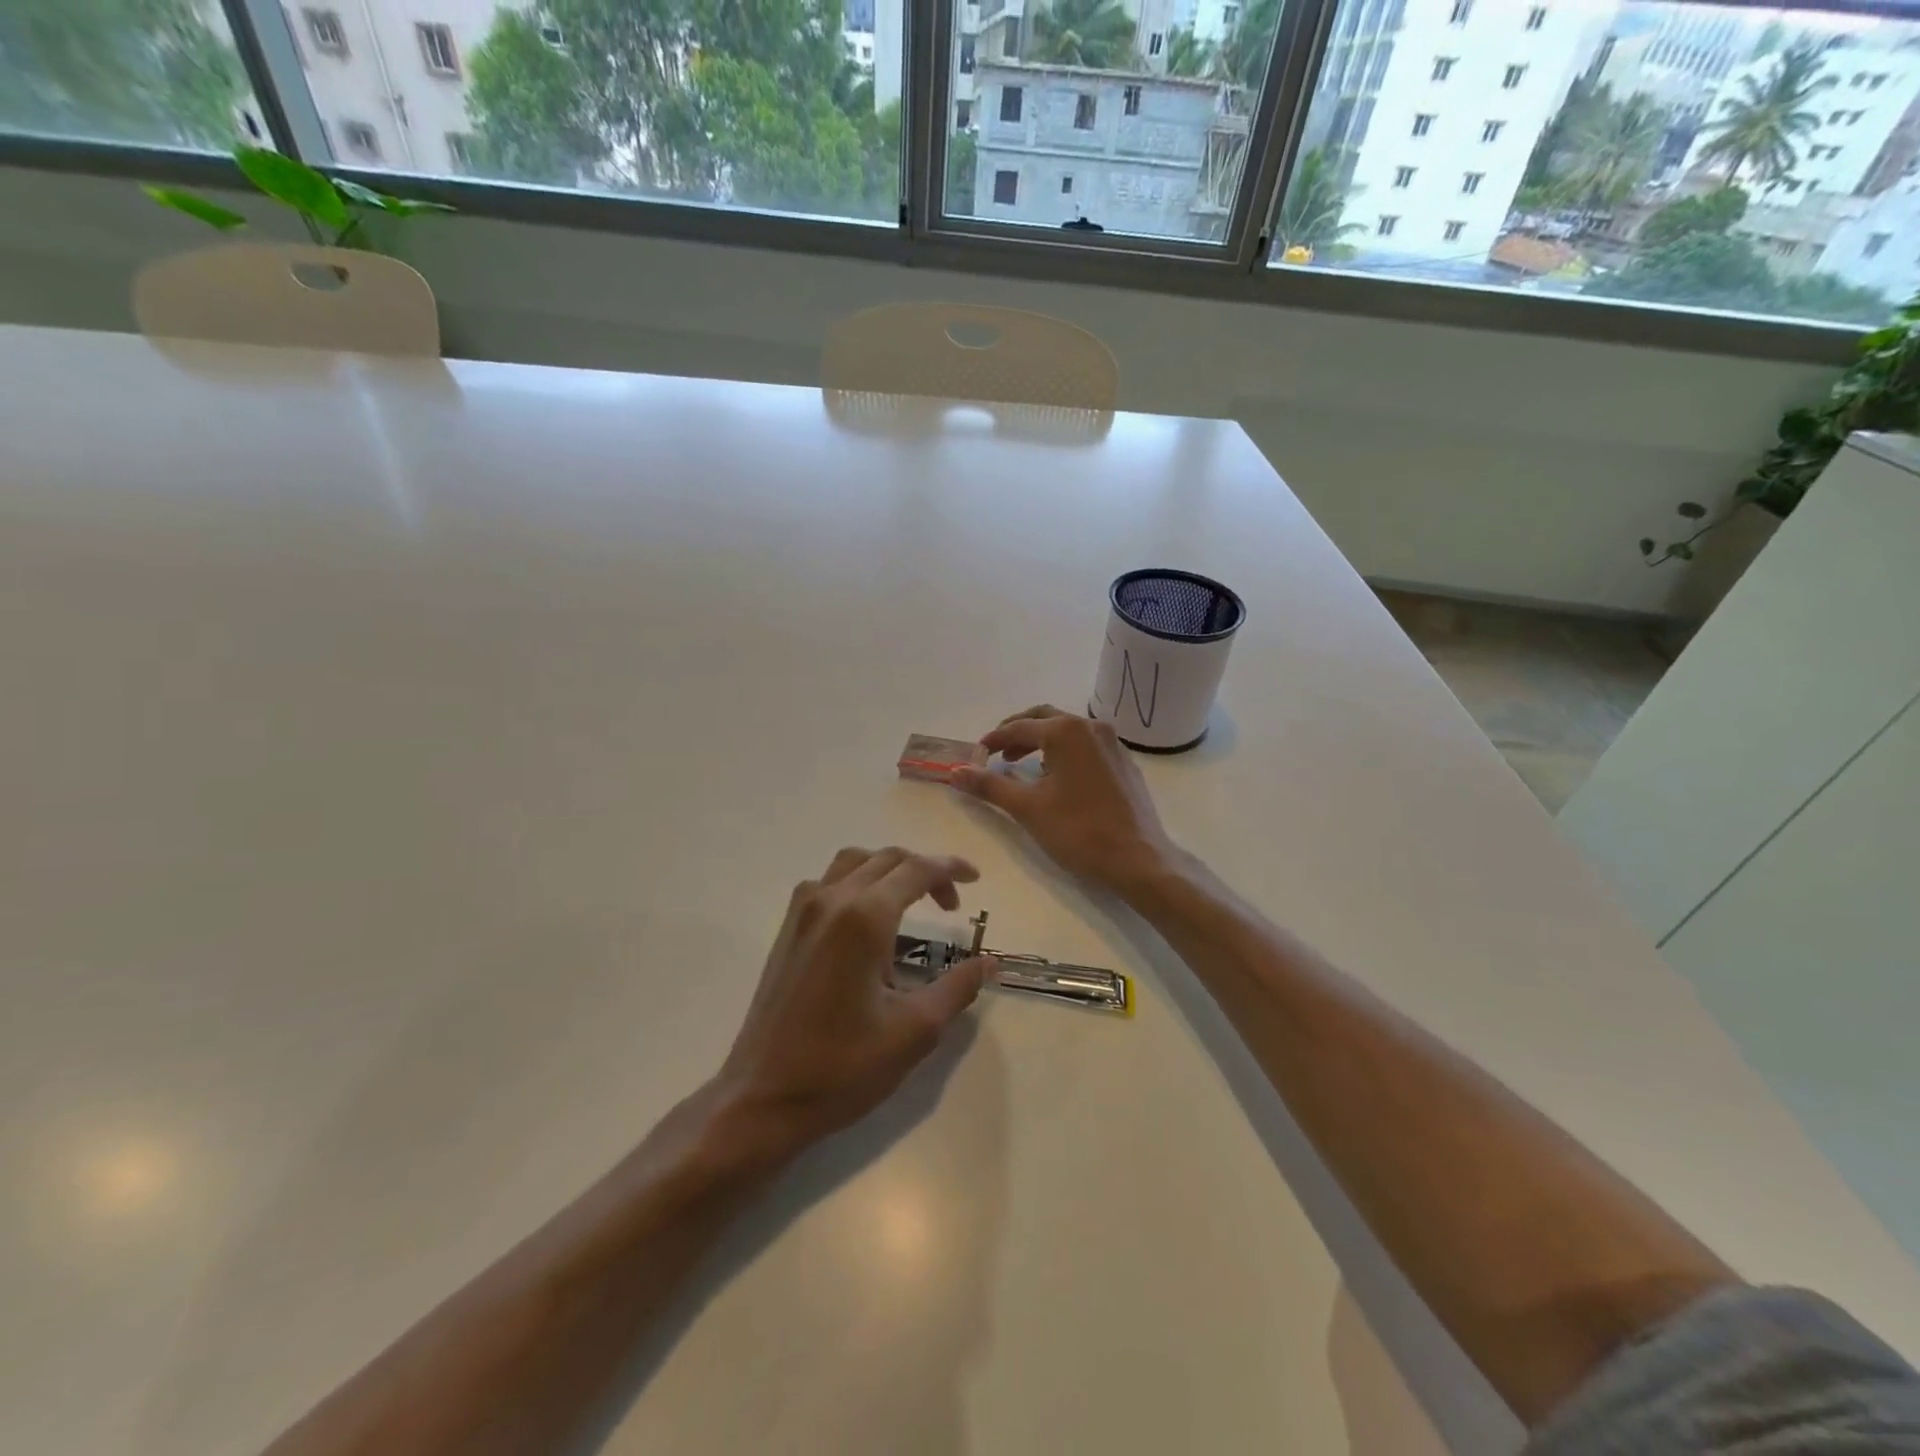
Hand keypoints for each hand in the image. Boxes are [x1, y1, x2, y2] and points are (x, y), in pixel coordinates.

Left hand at [715, 847, 990, 1152]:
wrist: (763, 1097)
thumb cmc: (843, 1066)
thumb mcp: (915, 1031)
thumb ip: (958, 987)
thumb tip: (989, 962)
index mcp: (864, 917)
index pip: (917, 870)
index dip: (950, 869)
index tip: (975, 879)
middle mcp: (831, 900)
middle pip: (886, 859)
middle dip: (925, 871)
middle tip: (950, 905)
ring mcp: (803, 912)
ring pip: (854, 862)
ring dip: (888, 870)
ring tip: (911, 902)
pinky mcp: (788, 929)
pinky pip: (828, 882)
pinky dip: (858, 881)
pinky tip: (868, 922)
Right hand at [951, 706, 1175, 896]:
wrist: (1138, 860)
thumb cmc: (1079, 831)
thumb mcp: (1027, 808)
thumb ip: (990, 786)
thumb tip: (956, 771)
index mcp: (1067, 732)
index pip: (1019, 727)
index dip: (994, 740)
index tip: (976, 754)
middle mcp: (1092, 728)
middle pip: (1045, 719)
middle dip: (1018, 733)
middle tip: (997, 753)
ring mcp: (1113, 744)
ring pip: (1068, 732)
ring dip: (1041, 742)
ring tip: (1020, 766)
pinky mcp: (1124, 763)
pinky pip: (1086, 747)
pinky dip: (1064, 753)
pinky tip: (1056, 778)